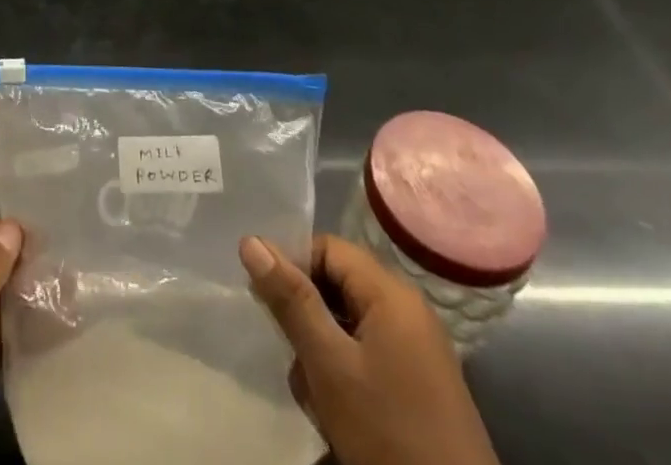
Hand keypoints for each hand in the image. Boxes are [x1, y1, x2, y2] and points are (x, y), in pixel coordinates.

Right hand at [240, 234, 499, 464]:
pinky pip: (368, 356)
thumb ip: (291, 300)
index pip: (326, 248)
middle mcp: (407, 310)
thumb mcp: (329, 364)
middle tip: (294, 357)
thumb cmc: (388, 430)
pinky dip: (345, 375)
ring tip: (318, 396)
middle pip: (337, 286)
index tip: (269, 305)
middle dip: (307, 319)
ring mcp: (417, 350)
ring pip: (348, 326)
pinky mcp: (419, 385)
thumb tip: (251, 240)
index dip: (293, 267)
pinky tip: (338, 413)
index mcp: (391, 292)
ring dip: (323, 353)